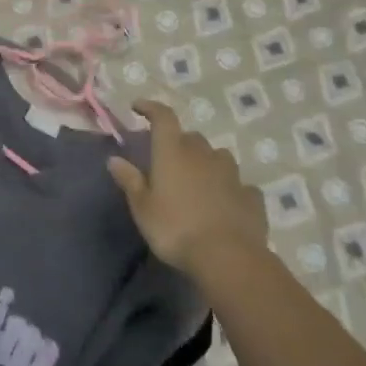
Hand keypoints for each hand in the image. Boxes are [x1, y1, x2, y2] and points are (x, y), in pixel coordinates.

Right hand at [107, 100, 266, 286]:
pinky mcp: (251, 197)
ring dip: (207, 162)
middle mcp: (203, 155)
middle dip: (180, 143)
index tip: (138, 107)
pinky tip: (226, 202)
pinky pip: (239, 185)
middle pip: (191, 138)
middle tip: (169, 160)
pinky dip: (231, 188)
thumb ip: (129, 180)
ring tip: (199, 180)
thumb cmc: (175, 228)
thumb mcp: (142, 208)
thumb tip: (114, 159)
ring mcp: (231, 175)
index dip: (150, 108)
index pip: (163, 117)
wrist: (228, 258)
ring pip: (218, 157)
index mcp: (173, 152)